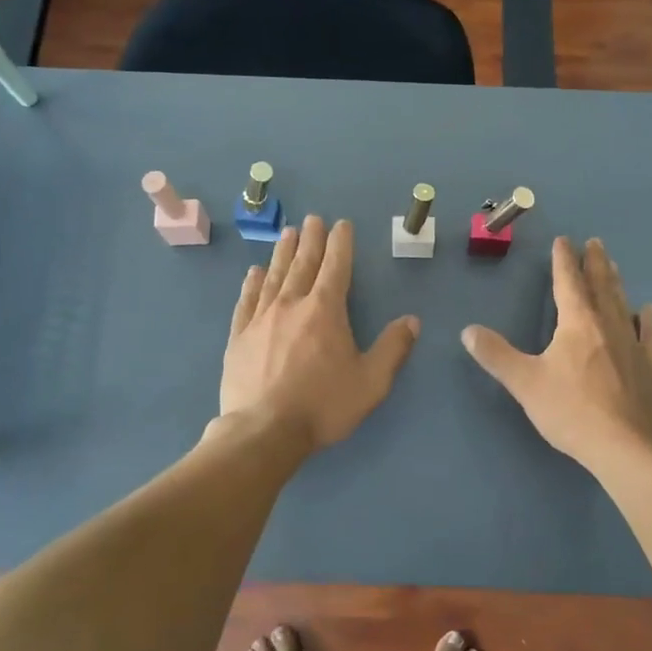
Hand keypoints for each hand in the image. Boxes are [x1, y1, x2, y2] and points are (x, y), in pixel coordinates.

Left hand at [221, 216, 419, 449]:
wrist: (264, 431)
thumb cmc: (323, 406)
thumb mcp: (371, 382)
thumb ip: (393, 348)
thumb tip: (412, 321)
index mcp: (325, 311)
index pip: (336, 267)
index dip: (341, 244)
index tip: (341, 224)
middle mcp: (292, 305)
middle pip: (303, 264)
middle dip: (311, 239)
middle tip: (313, 219)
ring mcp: (261, 319)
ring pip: (274, 276)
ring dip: (282, 253)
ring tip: (287, 234)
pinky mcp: (239, 337)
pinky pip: (247, 301)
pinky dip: (252, 284)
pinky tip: (254, 273)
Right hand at [461, 236, 651, 468]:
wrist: (624, 445)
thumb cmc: (570, 410)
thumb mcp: (524, 382)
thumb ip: (496, 355)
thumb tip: (468, 331)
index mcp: (577, 323)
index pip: (568, 282)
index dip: (563, 261)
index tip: (564, 241)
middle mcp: (607, 324)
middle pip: (600, 285)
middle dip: (594, 263)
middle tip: (594, 242)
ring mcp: (632, 344)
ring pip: (623, 303)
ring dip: (616, 282)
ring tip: (614, 266)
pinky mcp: (648, 366)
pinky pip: (649, 334)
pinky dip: (647, 320)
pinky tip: (649, 312)